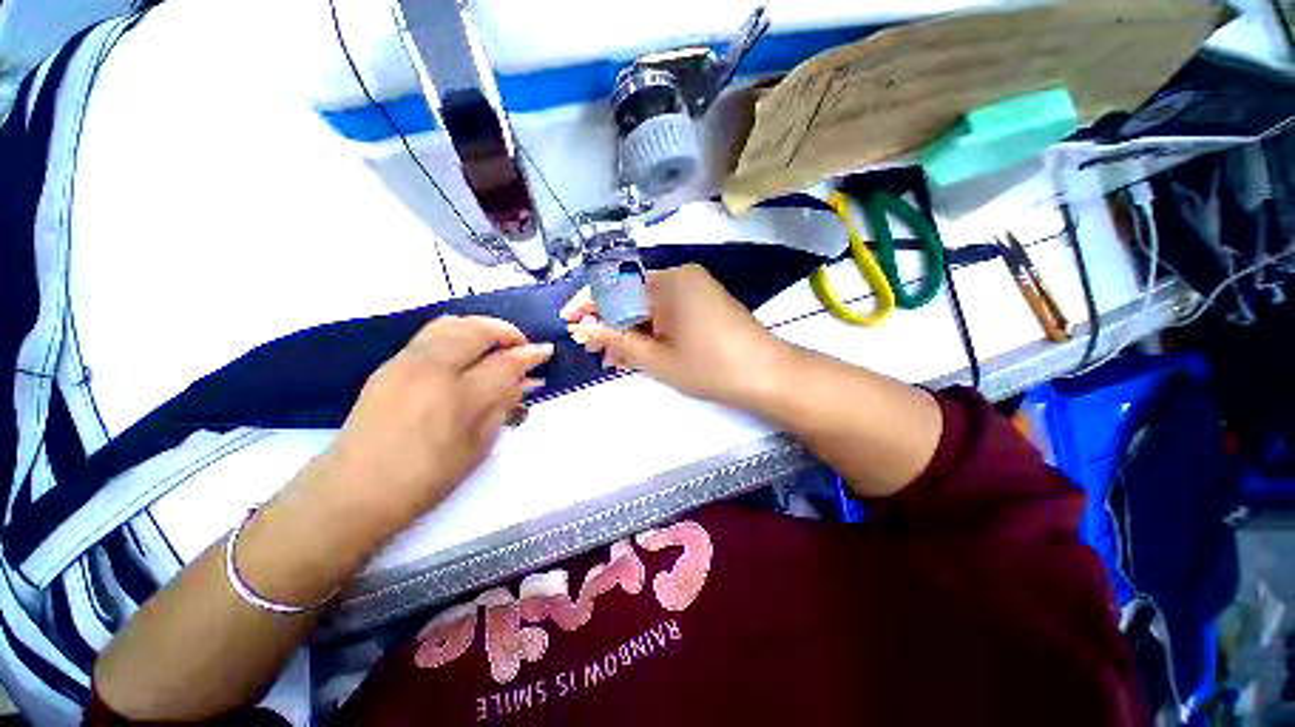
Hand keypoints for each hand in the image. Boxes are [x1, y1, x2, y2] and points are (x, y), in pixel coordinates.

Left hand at [315, 315, 552, 528]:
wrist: (354, 490)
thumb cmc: (425, 478)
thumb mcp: (477, 447)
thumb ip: (503, 406)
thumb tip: (528, 381)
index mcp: (457, 398)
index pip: (504, 363)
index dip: (529, 355)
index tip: (546, 350)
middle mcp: (431, 370)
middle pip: (477, 331)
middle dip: (506, 331)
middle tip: (522, 344)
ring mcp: (406, 363)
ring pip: (451, 324)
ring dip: (481, 326)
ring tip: (497, 341)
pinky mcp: (389, 365)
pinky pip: (431, 333)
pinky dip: (457, 331)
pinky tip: (467, 347)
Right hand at [562, 264, 791, 407]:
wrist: (768, 375)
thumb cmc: (710, 367)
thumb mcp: (657, 358)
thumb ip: (616, 339)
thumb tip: (582, 327)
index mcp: (668, 282)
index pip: (615, 287)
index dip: (588, 305)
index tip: (569, 323)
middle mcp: (680, 276)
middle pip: (631, 296)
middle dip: (609, 323)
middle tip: (593, 351)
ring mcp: (694, 288)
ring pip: (648, 306)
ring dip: (628, 330)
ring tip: (613, 358)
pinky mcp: (703, 301)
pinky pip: (667, 311)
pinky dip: (650, 329)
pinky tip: (638, 350)